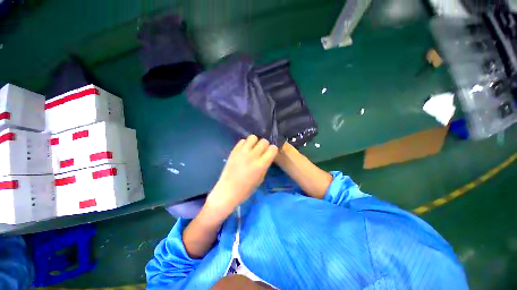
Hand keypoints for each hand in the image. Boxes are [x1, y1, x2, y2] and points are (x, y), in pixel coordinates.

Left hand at [206, 135, 277, 214]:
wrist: (228, 190)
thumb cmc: (246, 189)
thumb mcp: (261, 178)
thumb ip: (265, 165)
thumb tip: (266, 156)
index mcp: (261, 165)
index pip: (273, 149)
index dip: (273, 150)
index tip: (270, 153)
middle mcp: (253, 156)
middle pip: (264, 141)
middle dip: (265, 145)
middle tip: (261, 151)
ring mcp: (242, 152)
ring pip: (253, 137)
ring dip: (255, 142)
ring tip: (252, 148)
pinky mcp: (234, 151)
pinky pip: (242, 141)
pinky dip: (245, 144)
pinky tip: (244, 151)